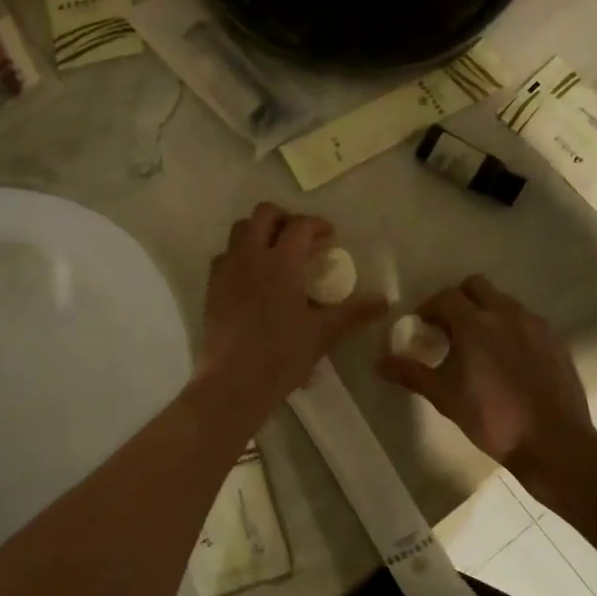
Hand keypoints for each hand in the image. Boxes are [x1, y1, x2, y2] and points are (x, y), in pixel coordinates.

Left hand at [196, 204, 385, 424]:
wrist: (233, 381)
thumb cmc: (282, 356)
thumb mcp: (323, 333)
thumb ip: (353, 312)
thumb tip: (384, 301)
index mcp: (281, 263)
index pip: (300, 225)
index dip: (317, 224)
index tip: (329, 236)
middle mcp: (251, 257)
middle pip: (264, 214)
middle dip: (285, 217)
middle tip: (300, 237)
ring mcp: (227, 270)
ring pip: (239, 230)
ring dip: (259, 231)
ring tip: (275, 252)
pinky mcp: (211, 287)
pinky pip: (223, 256)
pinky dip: (239, 255)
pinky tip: (251, 277)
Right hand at [378, 275, 596, 489]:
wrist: (554, 442)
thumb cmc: (492, 418)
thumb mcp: (445, 397)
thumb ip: (411, 373)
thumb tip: (379, 363)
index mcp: (475, 323)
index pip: (445, 296)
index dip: (429, 308)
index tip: (422, 327)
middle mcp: (506, 313)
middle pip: (476, 286)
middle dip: (459, 300)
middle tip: (449, 328)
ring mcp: (535, 325)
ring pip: (504, 301)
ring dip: (486, 312)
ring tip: (479, 344)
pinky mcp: (555, 340)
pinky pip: (526, 321)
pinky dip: (511, 328)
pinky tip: (508, 359)